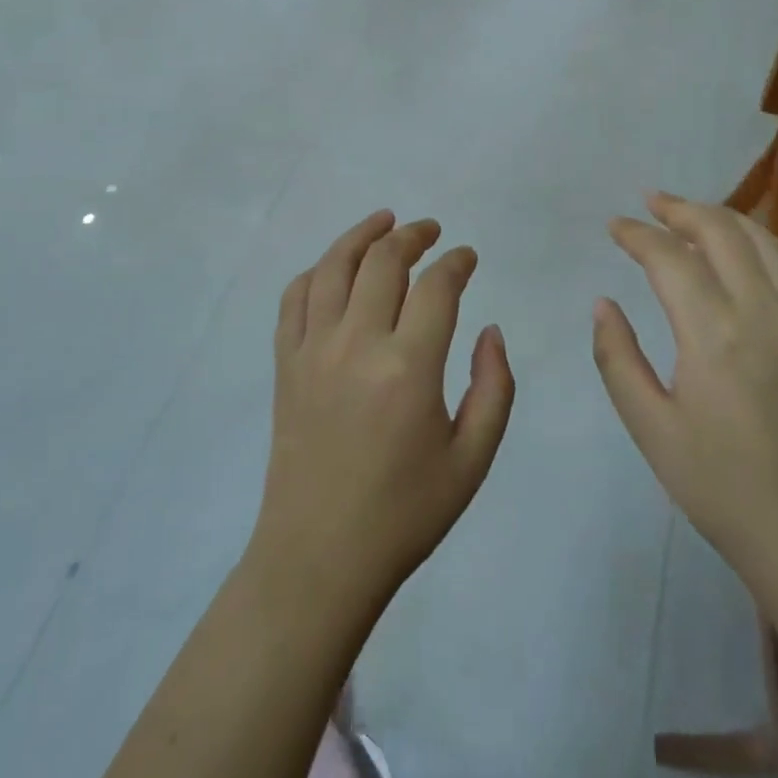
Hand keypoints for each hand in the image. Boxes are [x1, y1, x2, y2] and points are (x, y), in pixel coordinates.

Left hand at [249, 212, 514, 618]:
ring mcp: (312, 350)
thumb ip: (493, 388)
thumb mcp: (472, 460)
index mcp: (408, 368)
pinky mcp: (284, 363)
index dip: (456, 262)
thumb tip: (490, 330)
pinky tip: (333, 269)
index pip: (436, 286)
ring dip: (361, 235)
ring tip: (384, 221)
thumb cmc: (405, 513)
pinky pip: (293, 298)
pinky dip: (315, 272)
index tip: (467, 257)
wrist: (320, 557)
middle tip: (430, 231)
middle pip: (383, 260)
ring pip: (333, 266)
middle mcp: (356, 344)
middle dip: (412, 235)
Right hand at [593, 193, 777, 606]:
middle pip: (723, 231)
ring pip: (767, 243)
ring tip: (695, 215)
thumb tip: (603, 304)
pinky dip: (770, 246)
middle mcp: (762, 313)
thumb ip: (618, 359)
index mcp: (713, 332)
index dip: (638, 234)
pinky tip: (754, 250)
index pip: (669, 257)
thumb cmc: (723, 489)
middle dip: (682, 209)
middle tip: (651, 203)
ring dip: (727, 219)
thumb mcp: (651, 429)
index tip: (615, 226)